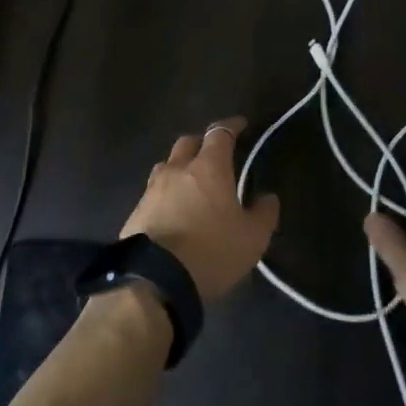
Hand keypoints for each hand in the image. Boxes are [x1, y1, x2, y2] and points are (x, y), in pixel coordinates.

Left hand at [120, 116, 279, 302]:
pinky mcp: (136, 211)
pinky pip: (154, 192)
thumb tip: (268, 197)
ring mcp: (153, 189)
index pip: (220, 133)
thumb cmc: (211, 252)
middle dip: (202, 143)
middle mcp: (178, 169)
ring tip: (190, 181)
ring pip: (167, 165)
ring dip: (180, 167)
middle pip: (188, 142)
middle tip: (214, 154)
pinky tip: (172, 209)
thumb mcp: (252, 238)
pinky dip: (165, 193)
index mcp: (208, 167)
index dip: (231, 126)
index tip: (241, 124)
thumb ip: (264, 214)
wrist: (155, 280)